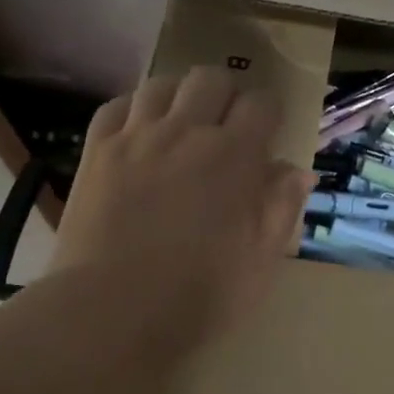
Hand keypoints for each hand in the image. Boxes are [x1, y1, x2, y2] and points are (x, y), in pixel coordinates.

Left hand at [48, 66, 314, 352]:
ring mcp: (137, 138)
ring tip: (182, 122)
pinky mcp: (97, 152)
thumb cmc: (200, 294)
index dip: (269, 112)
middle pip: (211, 79)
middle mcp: (187, 132)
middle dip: (226, 94)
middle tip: (226, 124)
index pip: (261, 103)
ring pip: (162, 84)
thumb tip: (297, 171)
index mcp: (235, 155)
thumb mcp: (262, 259)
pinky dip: (134, 109)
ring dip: (180, 96)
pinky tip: (139, 130)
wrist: (112, 313)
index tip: (268, 132)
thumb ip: (281, 207)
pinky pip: (116, 106)